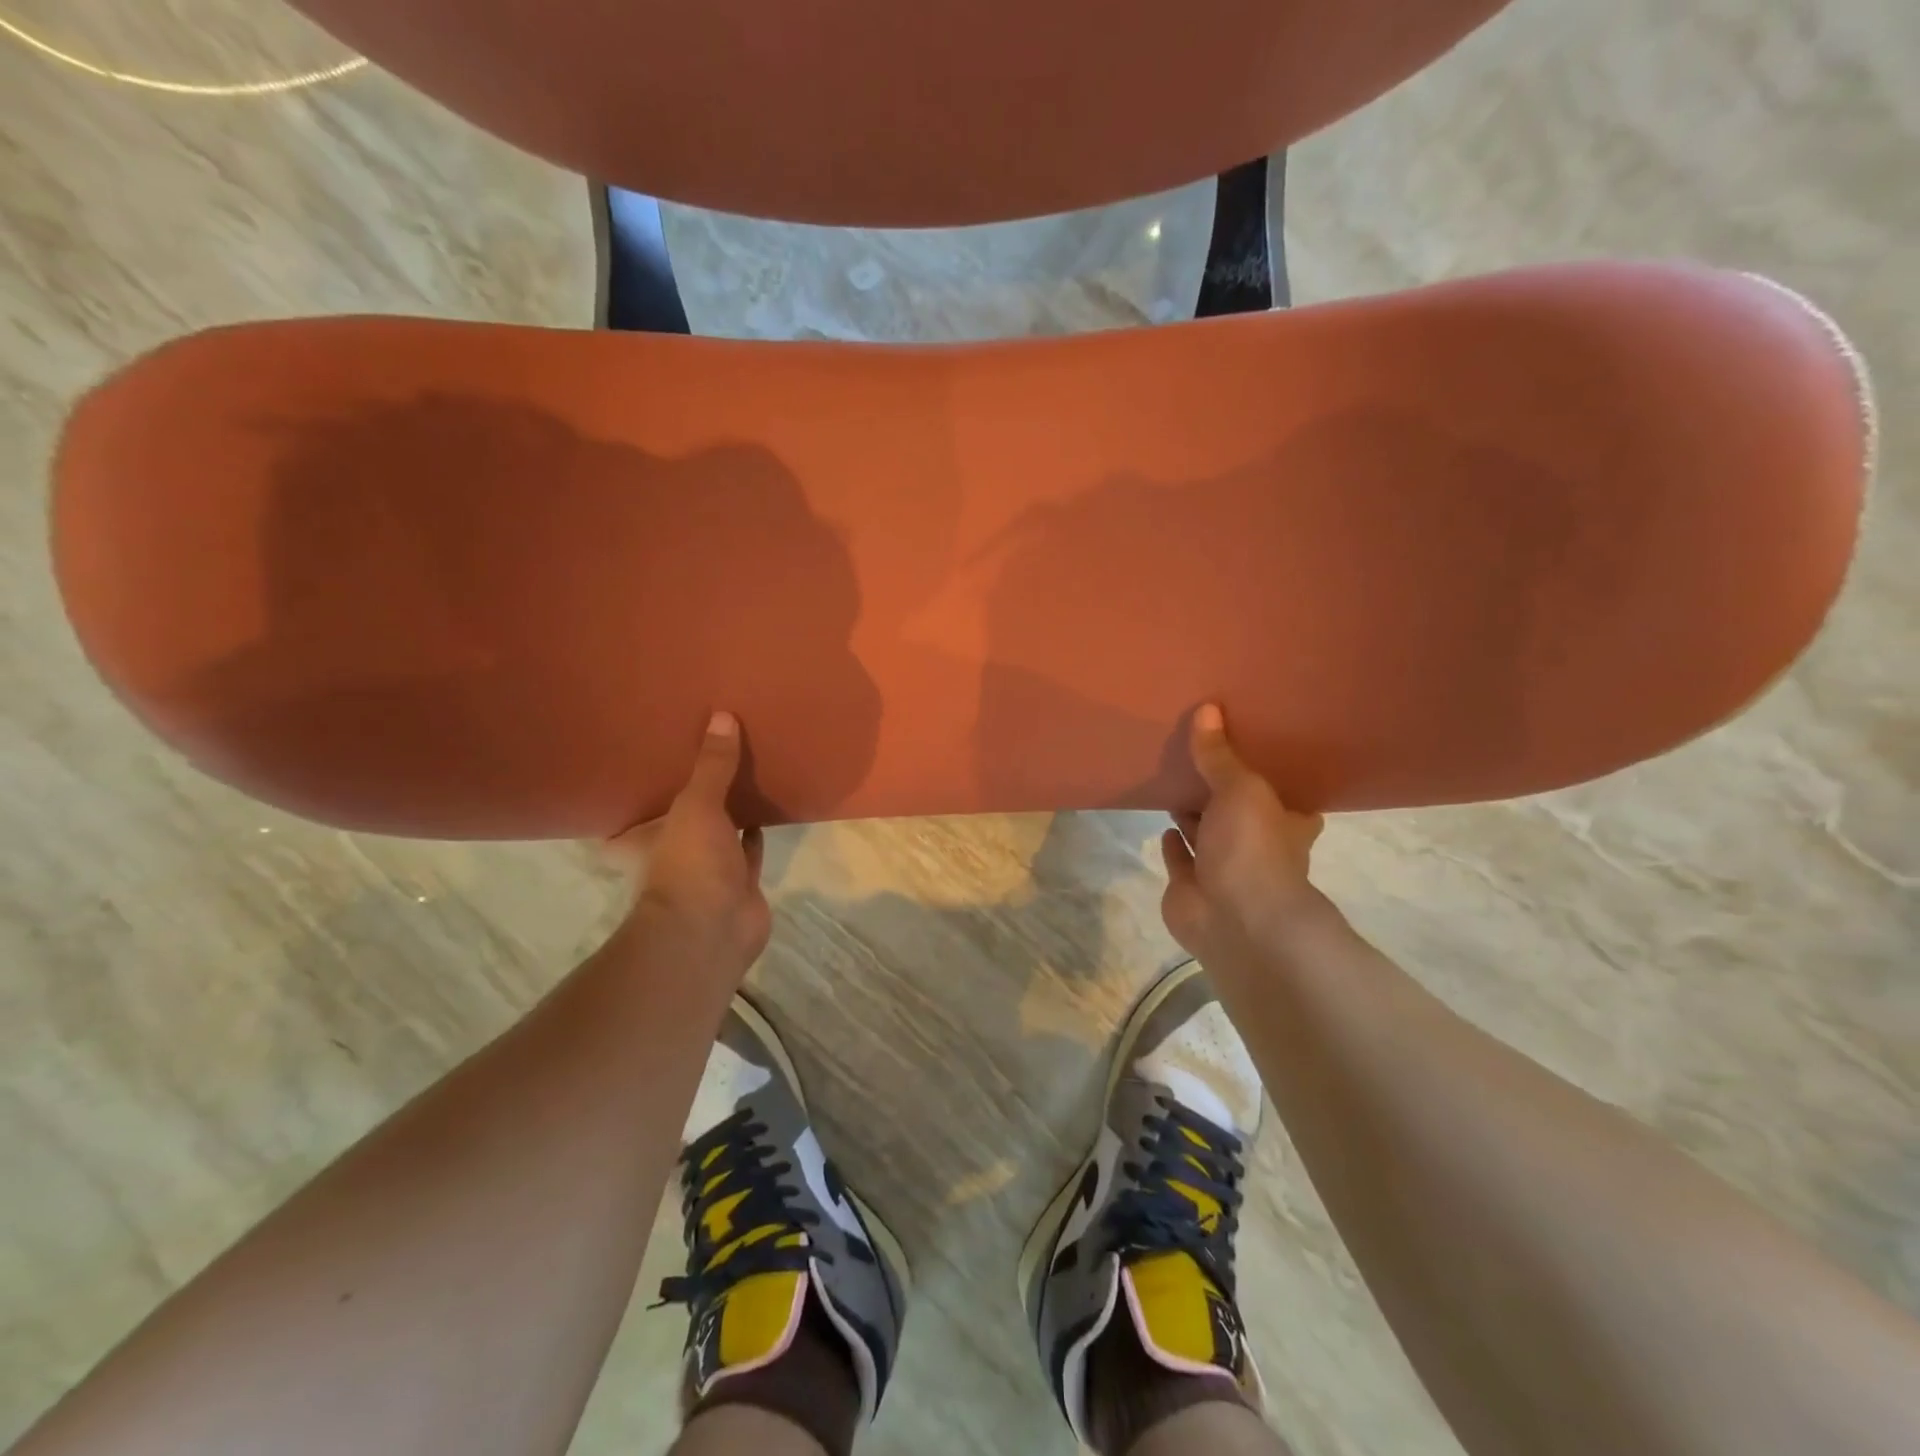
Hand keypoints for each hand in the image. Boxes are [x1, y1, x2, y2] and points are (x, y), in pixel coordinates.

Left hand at [610, 711, 771, 977]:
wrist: (714, 930)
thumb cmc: (688, 865)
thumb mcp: (696, 806)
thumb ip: (711, 766)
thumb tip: (722, 716)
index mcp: (645, 839)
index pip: (628, 820)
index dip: (633, 800)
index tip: (641, 768)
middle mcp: (672, 855)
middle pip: (678, 822)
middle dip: (689, 799)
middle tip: (701, 759)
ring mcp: (707, 872)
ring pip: (717, 834)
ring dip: (727, 813)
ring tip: (740, 773)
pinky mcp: (740, 884)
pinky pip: (749, 851)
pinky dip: (756, 834)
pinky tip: (768, 808)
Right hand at [1161, 703, 1335, 964]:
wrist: (1235, 919)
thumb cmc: (1253, 848)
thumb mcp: (1241, 789)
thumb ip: (1219, 755)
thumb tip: (1207, 709)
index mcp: (1284, 823)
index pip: (1284, 795)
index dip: (1270, 776)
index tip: (1253, 749)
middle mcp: (1258, 846)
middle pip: (1239, 813)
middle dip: (1222, 792)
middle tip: (1200, 757)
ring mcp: (1224, 870)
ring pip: (1208, 835)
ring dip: (1195, 815)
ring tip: (1175, 781)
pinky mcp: (1191, 888)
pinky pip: (1182, 859)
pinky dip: (1175, 843)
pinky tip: (1165, 823)